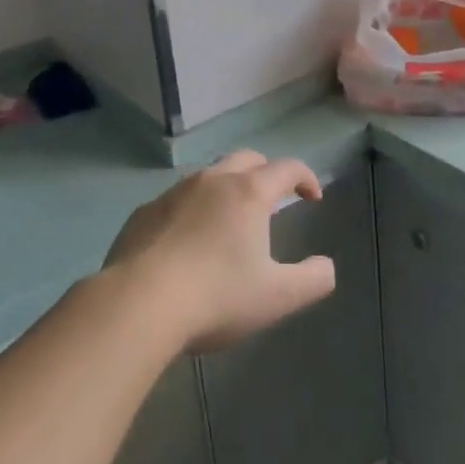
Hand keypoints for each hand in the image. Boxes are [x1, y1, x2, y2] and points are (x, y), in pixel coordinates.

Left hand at [104, 151, 332, 353]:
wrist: (138, 304)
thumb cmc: (216, 296)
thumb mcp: (277, 297)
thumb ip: (313, 280)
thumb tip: (326, 267)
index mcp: (248, 193)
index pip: (286, 168)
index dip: (306, 178)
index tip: (313, 198)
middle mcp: (211, 181)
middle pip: (246, 160)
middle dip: (266, 173)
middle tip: (273, 201)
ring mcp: (173, 193)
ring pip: (208, 176)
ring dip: (227, 188)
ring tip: (230, 221)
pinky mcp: (143, 212)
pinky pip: (176, 200)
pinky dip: (192, 210)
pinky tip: (187, 242)